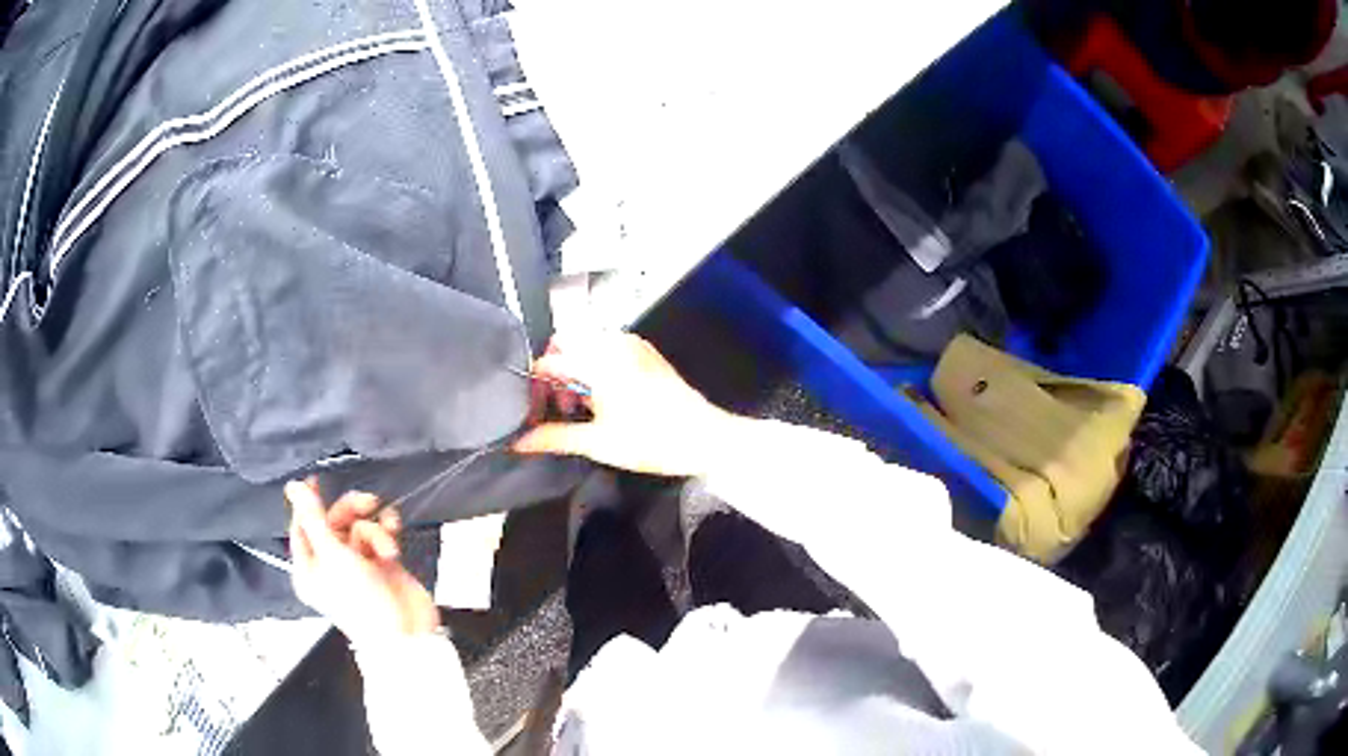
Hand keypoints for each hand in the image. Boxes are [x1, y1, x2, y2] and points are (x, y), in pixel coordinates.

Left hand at [285, 479, 439, 644]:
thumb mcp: (333, 555)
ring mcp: (357, 565)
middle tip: (367, 503)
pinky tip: (394, 540)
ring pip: (359, 528)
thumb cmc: (362, 602)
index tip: (315, 480)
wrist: (406, 634)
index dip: (308, 505)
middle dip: (351, 513)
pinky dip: (387, 535)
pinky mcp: (381, 564)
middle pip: (333, 523)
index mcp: (309, 568)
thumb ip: (315, 517)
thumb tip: (293, 486)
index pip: (302, 527)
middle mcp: (330, 565)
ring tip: (386, 544)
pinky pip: (379, 536)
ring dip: (374, 530)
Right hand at [512, 331, 741, 476]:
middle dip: (553, 374)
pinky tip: (601, 400)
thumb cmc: (652, 441)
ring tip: (580, 409)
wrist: (705, 438)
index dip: (534, 388)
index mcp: (598, 360)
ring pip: (585, 345)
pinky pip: (606, 349)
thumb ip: (553, 438)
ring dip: (574, 371)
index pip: (548, 362)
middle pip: (564, 344)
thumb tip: (518, 442)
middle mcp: (613, 343)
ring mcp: (632, 344)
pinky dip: (594, 367)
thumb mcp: (598, 443)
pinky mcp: (645, 352)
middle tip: (557, 409)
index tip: (533, 414)